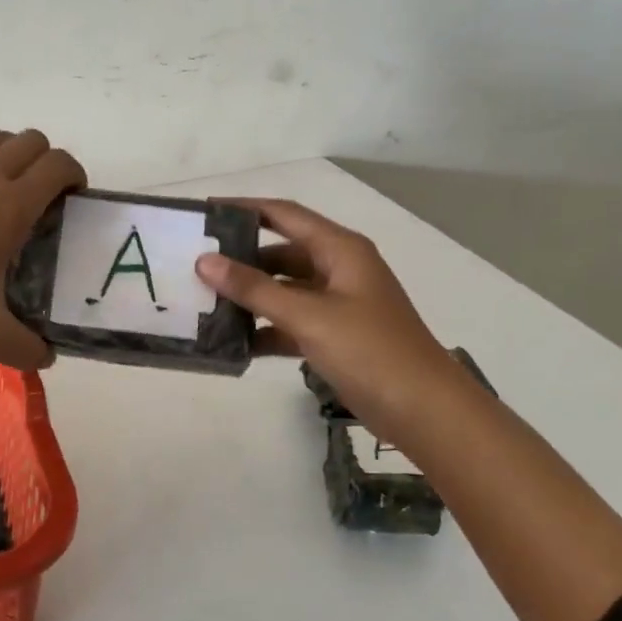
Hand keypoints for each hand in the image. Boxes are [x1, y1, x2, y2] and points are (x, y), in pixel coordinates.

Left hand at [0, 116, 85, 369]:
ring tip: (6, 172)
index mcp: (9, 208)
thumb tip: (48, 356)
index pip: (57, 166)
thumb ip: (29, 347)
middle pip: (28, 142)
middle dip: (44, 160)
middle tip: (40, 193)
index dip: (73, 174)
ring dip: (6, 147)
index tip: (72, 197)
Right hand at [195, 198, 459, 429]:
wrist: (425, 412)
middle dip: (241, 258)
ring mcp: (338, 305)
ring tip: (205, 302)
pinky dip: (266, 329)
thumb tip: (205, 261)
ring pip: (284, 289)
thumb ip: (255, 288)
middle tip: (196, 264)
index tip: (205, 211)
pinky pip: (291, 323)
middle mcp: (339, 269)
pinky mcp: (335, 337)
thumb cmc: (370, 351)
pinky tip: (235, 343)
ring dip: (251, 296)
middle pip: (281, 252)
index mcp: (340, 250)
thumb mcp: (308, 316)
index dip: (245, 208)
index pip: (284, 214)